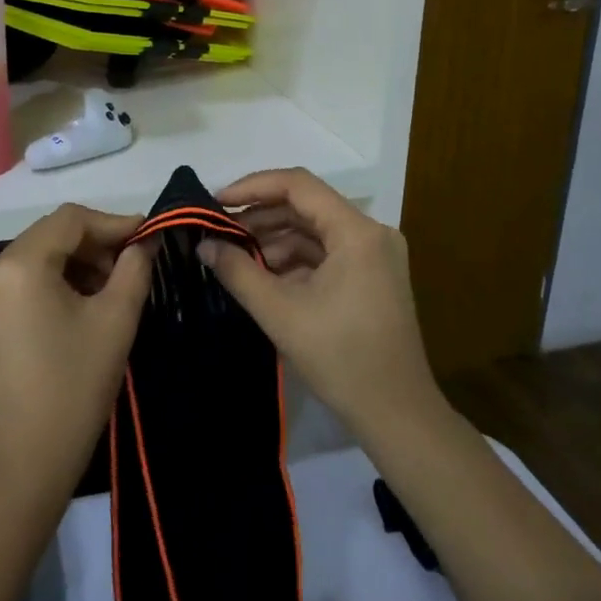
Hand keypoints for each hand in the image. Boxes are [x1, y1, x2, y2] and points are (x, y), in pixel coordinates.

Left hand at [0, 204, 154, 500]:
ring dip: (80, 261)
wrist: (27, 459)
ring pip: (41, 253)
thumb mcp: (116, 319)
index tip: (149, 238)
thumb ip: (136, 267)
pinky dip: (59, 278)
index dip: (114, 223)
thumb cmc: (76, 386)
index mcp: (20, 265)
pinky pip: (27, 277)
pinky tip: (86, 301)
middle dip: (97, 243)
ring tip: (115, 286)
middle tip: (135, 264)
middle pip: (53, 233)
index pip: (72, 219)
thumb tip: (149, 239)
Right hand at [198, 169, 441, 439]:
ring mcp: (375, 255)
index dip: (253, 186)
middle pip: (307, 206)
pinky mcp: (372, 277)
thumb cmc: (340, 359)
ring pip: (315, 231)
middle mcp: (371, 233)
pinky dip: (294, 260)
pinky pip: (327, 253)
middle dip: (260, 216)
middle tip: (218, 230)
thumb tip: (204, 244)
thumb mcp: (280, 313)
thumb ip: (238, 271)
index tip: (216, 201)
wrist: (396, 415)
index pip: (298, 185)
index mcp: (357, 232)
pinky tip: (263, 275)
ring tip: (234, 256)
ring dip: (275, 240)